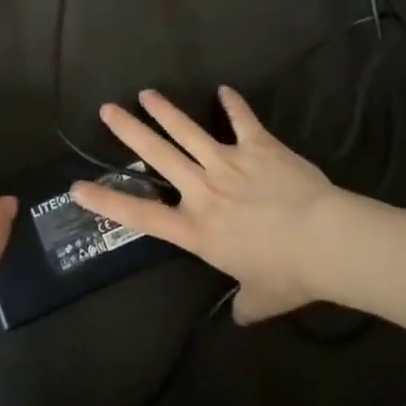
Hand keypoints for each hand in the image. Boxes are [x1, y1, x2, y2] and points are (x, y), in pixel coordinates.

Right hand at [73, 88, 344, 322]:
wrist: (326, 240)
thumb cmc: (289, 274)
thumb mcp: (261, 299)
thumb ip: (244, 304)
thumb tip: (240, 315)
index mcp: (197, 229)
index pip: (140, 215)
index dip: (106, 200)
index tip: (78, 187)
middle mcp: (203, 190)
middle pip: (158, 155)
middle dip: (130, 130)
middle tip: (107, 109)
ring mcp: (229, 162)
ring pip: (188, 131)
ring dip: (165, 111)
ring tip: (147, 94)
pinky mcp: (258, 146)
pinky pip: (242, 121)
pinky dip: (233, 105)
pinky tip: (224, 90)